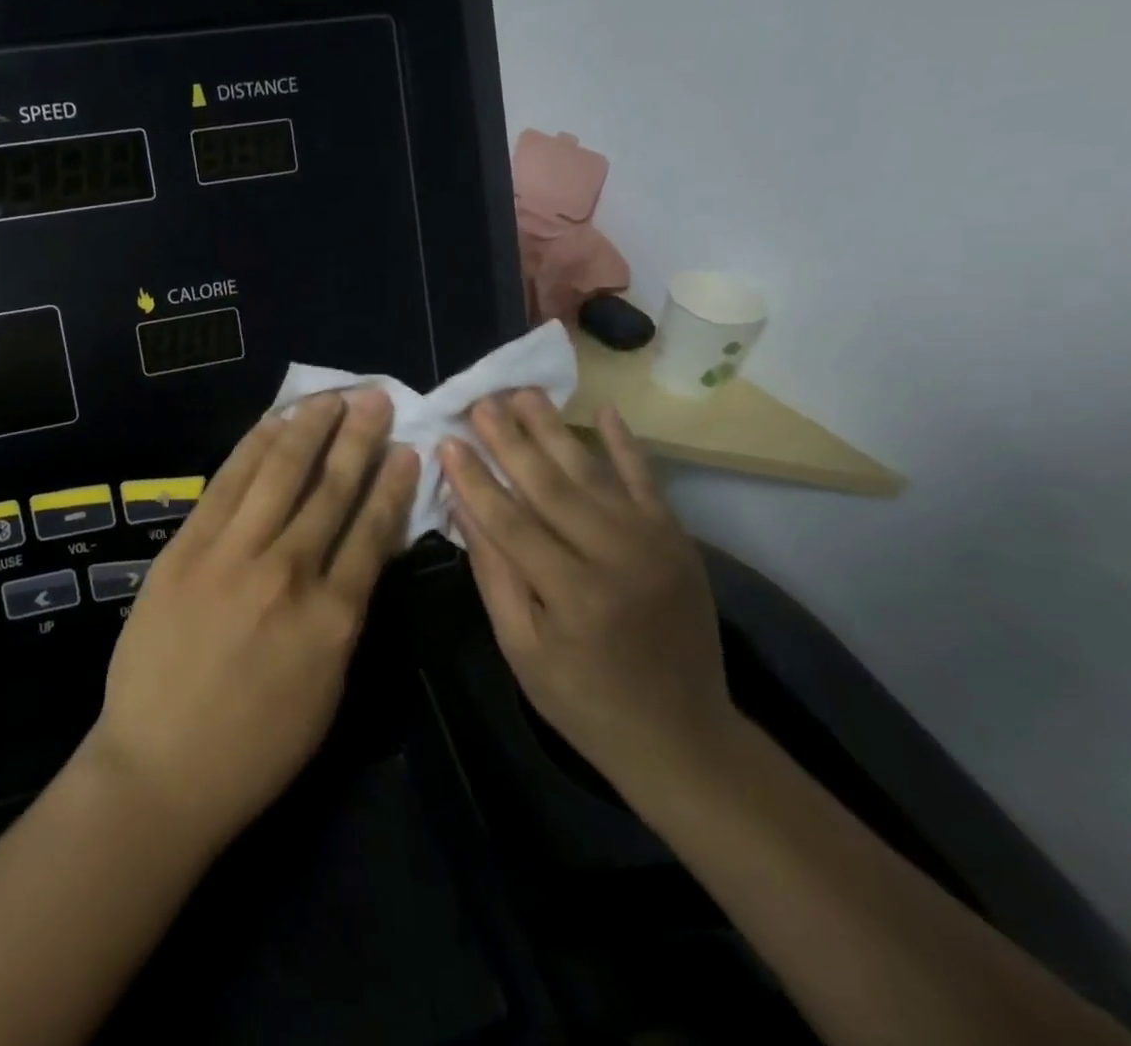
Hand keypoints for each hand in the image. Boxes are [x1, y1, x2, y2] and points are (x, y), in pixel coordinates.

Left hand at [81, 389, 419, 851]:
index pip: (373, 531)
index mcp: (334, 618)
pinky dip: (253, 448)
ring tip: (330, 396)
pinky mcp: (187, 547)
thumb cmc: (255, 748)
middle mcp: (289, 572)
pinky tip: (272, 424)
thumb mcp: (327, 689)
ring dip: (309, 429)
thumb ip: (345, 615)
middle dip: (357, 438)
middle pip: (330, 489)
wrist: (160, 769)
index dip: (392, 484)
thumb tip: (360, 554)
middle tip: (375, 396)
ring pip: (279, 473)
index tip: (406, 448)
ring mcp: (233, 554)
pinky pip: (226, 484)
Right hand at [440, 392, 739, 789]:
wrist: (684, 737)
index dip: (474, 479)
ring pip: (592, 473)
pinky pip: (647, 481)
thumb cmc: (584, 700)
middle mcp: (616, 558)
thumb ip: (494, 574)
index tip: (447, 441)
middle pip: (550, 485)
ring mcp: (654, 543)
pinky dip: (627, 445)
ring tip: (524, 393)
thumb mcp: (522, 649)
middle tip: (481, 400)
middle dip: (509, 440)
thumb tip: (464, 507)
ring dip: (555, 430)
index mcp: (572, 595)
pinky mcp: (677, 539)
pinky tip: (607, 411)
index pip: (510, 521)